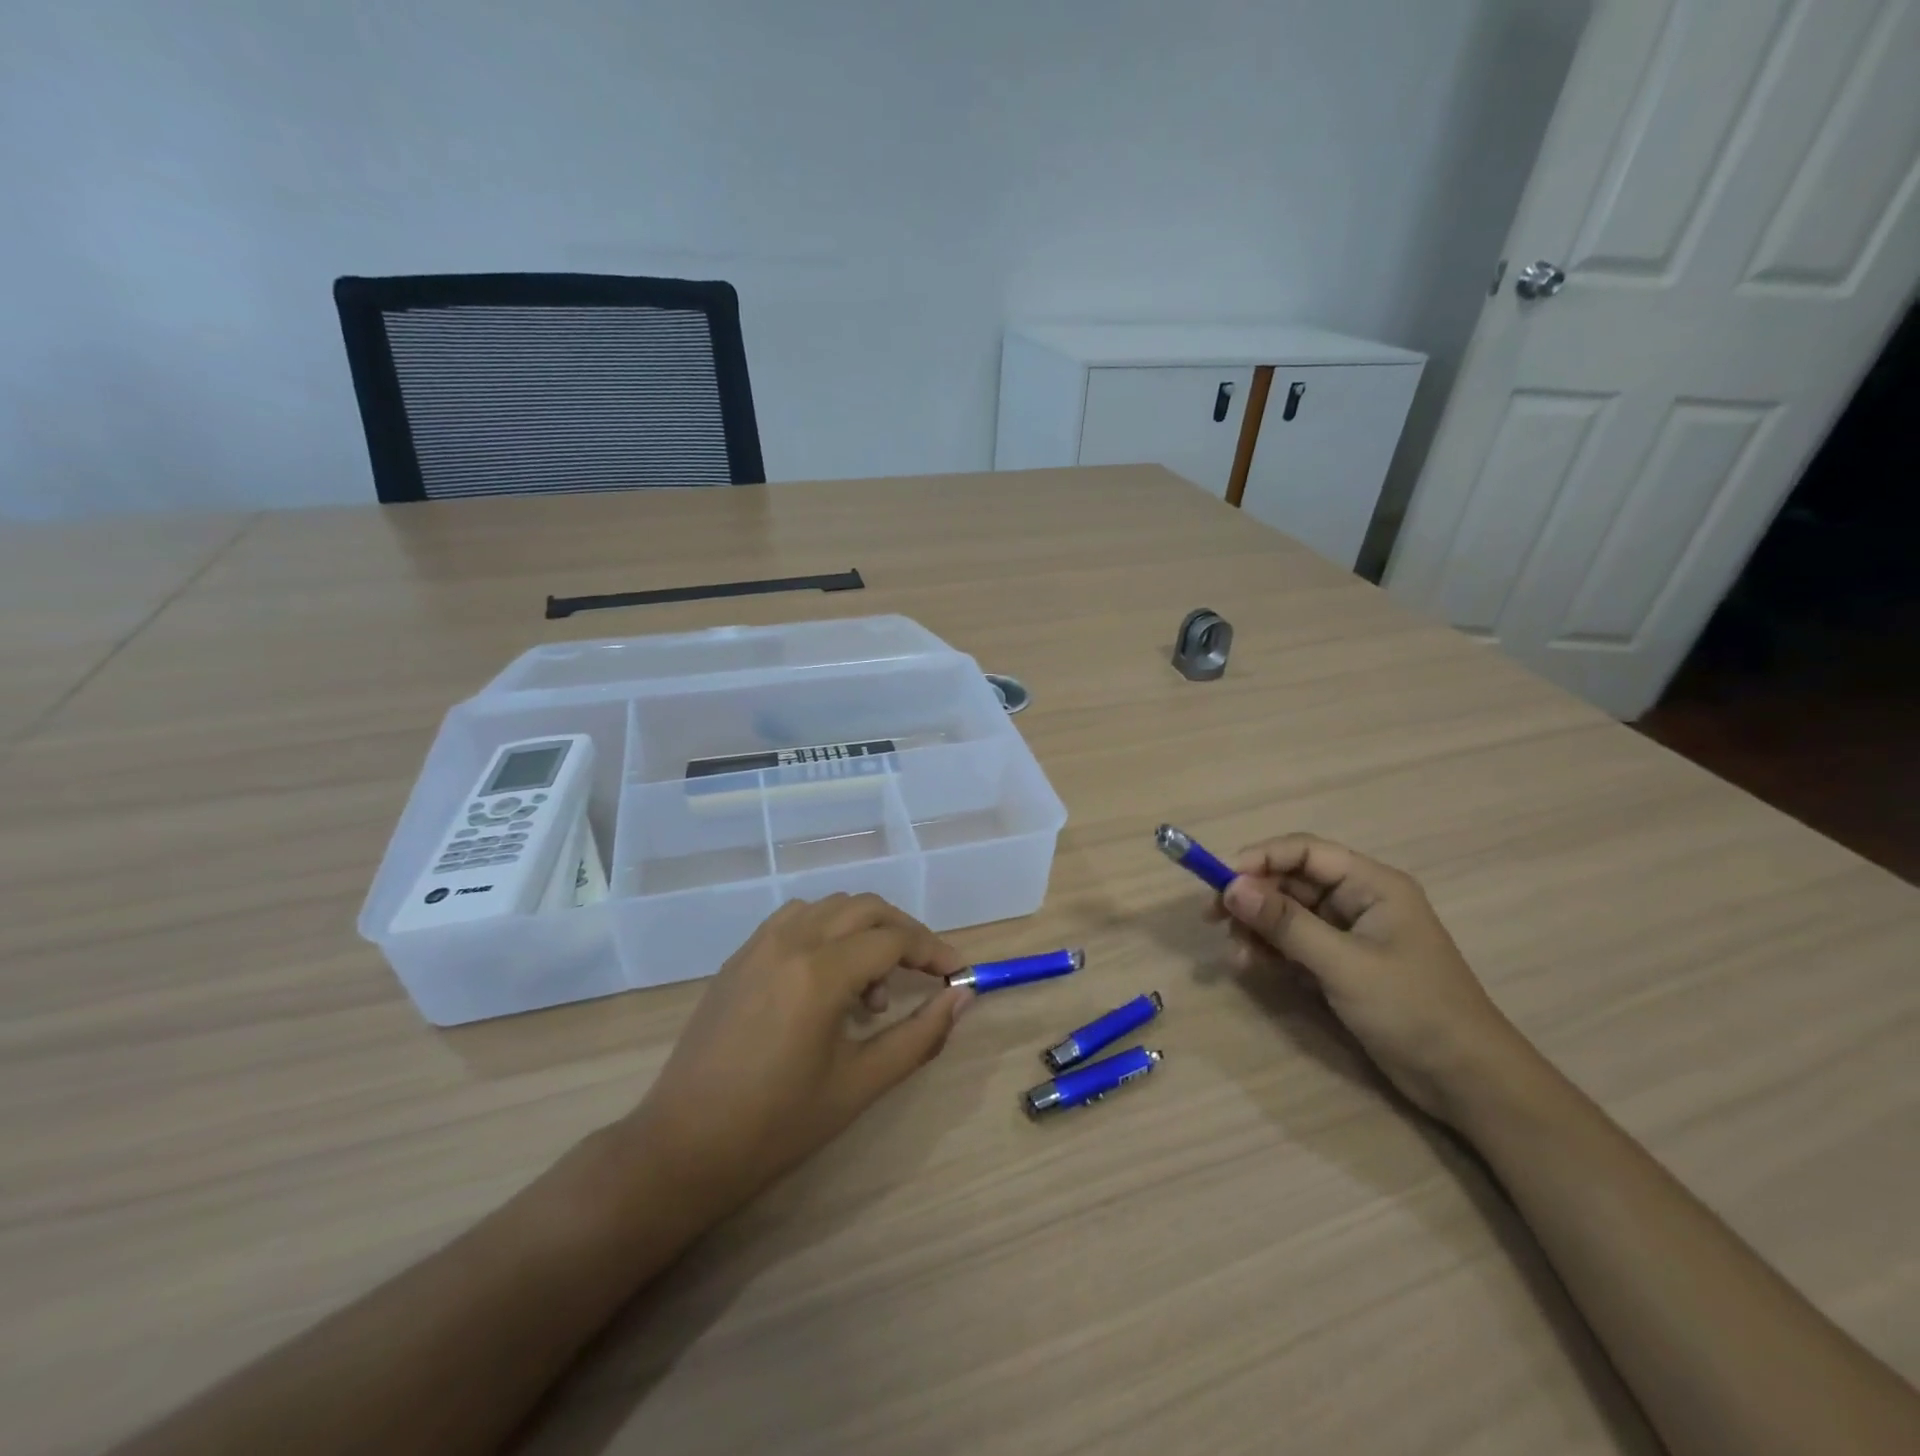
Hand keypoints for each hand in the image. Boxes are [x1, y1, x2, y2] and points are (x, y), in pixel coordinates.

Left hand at [624, 894, 972, 1216]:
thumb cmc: (777, 1125)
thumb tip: (962, 998)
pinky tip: (827, 976)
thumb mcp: (860, 1084)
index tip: (958, 974)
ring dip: (864, 929)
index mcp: (821, 972)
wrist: (684, 1146)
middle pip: (866, 909)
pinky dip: (826, 930)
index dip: (934, 952)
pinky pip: (795, 919)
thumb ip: (919, 1036)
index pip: (894, 940)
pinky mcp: (740, 956)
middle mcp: (791, 941)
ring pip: (830, 907)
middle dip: (904, 932)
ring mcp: (760, 944)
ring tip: (870, 988)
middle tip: (925, 972)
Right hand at [1205, 834, 1522, 1122]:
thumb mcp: (1344, 964)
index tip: (1220, 882)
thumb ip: (1286, 923)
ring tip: (1238, 956)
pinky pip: (1294, 943)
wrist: (1466, 1081)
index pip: (1304, 851)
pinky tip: (1253, 967)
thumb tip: (1231, 888)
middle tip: (1214, 920)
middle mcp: (1358, 900)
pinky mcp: (1341, 964)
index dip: (1259, 859)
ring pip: (1287, 914)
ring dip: (1257, 929)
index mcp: (1372, 885)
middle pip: (1291, 881)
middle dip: (1252, 898)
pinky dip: (1271, 951)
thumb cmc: (1413, 1009)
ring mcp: (1349, 934)